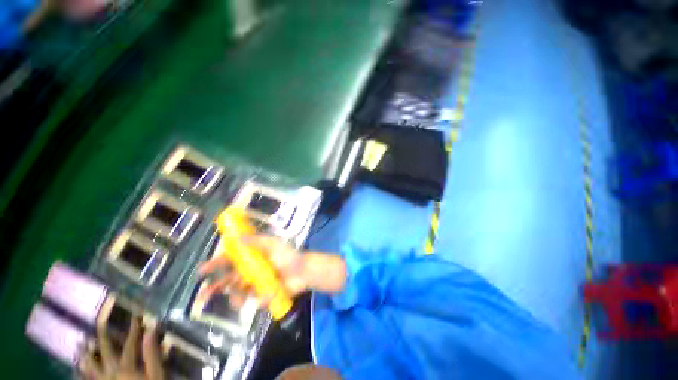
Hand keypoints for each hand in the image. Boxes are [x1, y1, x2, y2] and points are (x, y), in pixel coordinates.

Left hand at [81, 317, 163, 379]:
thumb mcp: (156, 375)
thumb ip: (152, 355)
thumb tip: (151, 331)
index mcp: (126, 367)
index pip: (130, 343)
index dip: (133, 329)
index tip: (136, 316)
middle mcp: (110, 372)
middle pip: (105, 351)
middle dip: (103, 337)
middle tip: (98, 324)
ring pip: (90, 366)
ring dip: (86, 354)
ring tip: (80, 344)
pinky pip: (86, 379)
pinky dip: (81, 372)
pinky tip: (77, 368)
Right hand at [198, 235, 308, 308]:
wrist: (303, 271)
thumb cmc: (287, 256)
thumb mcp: (272, 244)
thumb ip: (256, 240)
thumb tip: (235, 237)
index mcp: (252, 258)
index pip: (230, 260)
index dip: (216, 264)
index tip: (202, 271)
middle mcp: (251, 271)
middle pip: (229, 279)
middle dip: (215, 287)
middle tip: (204, 296)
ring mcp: (257, 284)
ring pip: (238, 293)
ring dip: (235, 297)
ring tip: (240, 299)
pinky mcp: (264, 294)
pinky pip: (255, 300)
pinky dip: (259, 300)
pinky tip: (265, 297)